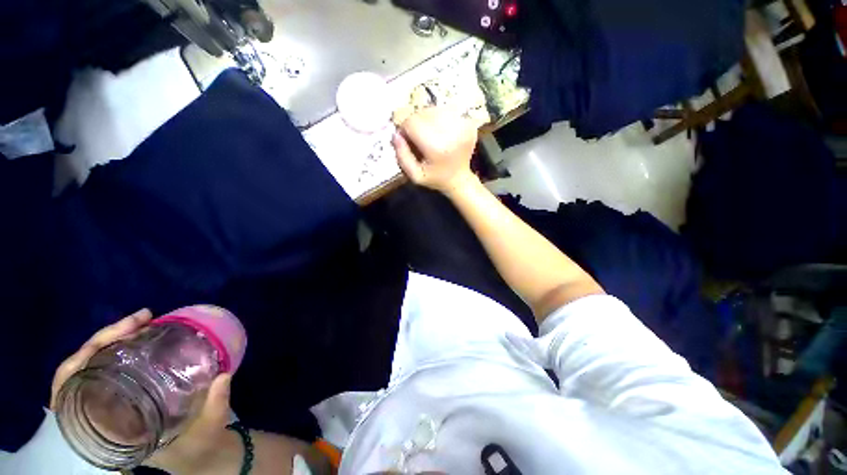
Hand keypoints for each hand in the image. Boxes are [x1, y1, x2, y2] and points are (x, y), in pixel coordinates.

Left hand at [50, 309, 240, 474]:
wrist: (196, 452)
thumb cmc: (196, 445)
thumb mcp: (208, 428)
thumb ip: (215, 404)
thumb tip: (223, 375)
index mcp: (109, 430)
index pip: (68, 392)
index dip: (79, 361)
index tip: (110, 340)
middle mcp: (102, 414)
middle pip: (80, 369)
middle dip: (104, 338)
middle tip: (142, 319)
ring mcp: (112, 402)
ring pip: (94, 364)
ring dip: (113, 338)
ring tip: (143, 322)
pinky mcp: (125, 394)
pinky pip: (110, 365)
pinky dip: (121, 346)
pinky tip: (142, 337)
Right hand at [392, 107, 479, 194]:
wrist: (459, 179)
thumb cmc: (435, 178)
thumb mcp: (415, 175)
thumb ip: (403, 157)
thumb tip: (396, 134)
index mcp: (437, 148)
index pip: (412, 122)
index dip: (405, 128)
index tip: (406, 138)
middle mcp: (451, 133)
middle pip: (423, 113)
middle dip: (415, 122)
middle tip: (417, 136)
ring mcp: (463, 126)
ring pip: (435, 109)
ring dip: (427, 118)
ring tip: (429, 134)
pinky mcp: (469, 123)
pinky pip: (447, 111)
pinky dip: (440, 118)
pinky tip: (441, 131)